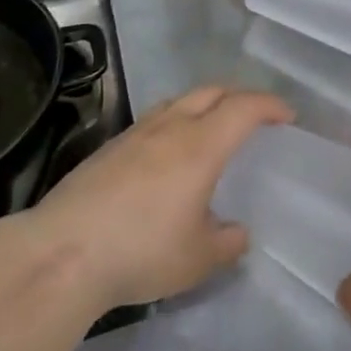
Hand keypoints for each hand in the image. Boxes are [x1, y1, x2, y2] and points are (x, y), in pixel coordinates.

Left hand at [23, 86, 291, 311]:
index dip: (270, 105)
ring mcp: (136, 133)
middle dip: (239, 96)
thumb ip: (225, 243)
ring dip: (204, 105)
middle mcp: (171, 127)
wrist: (62, 251)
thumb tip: (238, 233)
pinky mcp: (109, 147)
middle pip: (211, 91)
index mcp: (201, 145)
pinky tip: (168, 154)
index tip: (287, 115)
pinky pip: (155, 120)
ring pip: (179, 101)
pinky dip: (175, 122)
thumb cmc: (141, 251)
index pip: (244, 107)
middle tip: (254, 116)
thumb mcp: (196, 259)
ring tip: (211, 129)